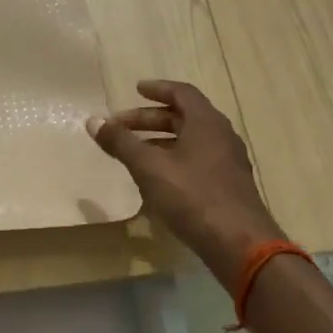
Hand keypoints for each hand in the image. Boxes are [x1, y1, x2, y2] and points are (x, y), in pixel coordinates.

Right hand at [87, 80, 283, 289]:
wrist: (239, 244)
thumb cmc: (192, 196)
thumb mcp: (149, 167)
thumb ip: (121, 143)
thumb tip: (93, 121)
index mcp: (206, 122)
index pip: (182, 93)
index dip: (157, 89)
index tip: (136, 89)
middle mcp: (221, 136)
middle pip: (184, 117)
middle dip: (150, 119)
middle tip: (121, 126)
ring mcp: (228, 162)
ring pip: (190, 141)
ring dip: (161, 141)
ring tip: (134, 153)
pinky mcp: (229, 186)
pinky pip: (197, 161)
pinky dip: (174, 160)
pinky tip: (156, 180)